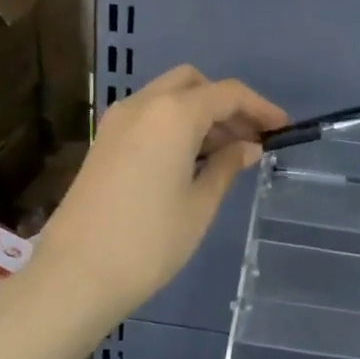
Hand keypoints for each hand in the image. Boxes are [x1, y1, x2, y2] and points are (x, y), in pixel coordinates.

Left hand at [30, 66, 286, 325]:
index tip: (283, 129)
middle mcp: (143, 105)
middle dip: (226, 104)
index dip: (261, 107)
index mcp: (173, 114)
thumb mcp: (200, 205)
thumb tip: (248, 147)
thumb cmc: (149, 242)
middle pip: (194, 83)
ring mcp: (118, 121)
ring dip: (200, 113)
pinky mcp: (104, 141)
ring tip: (227, 154)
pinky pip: (149, 116)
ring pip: (168, 97)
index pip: (228, 94)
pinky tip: (191, 160)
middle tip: (250, 139)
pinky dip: (175, 124)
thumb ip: (227, 166)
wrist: (76, 274)